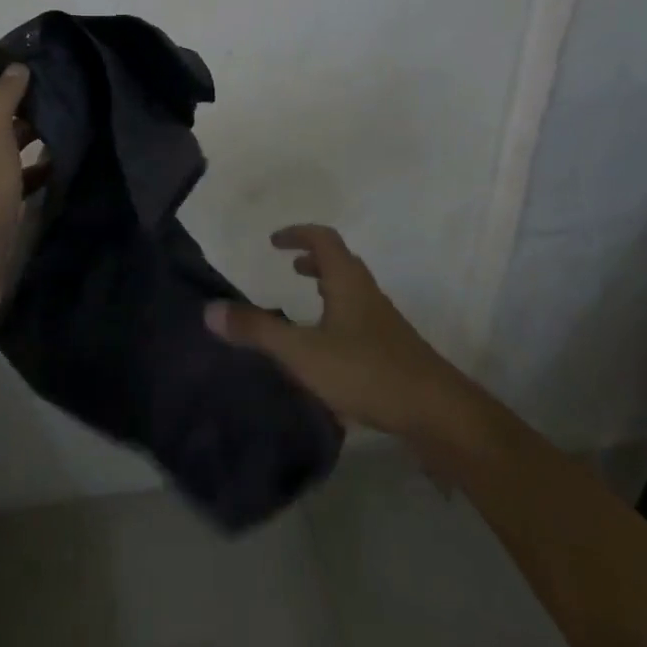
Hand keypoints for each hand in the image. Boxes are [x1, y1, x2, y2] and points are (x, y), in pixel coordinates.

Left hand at [0, 50, 44, 333]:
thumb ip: (1, 97)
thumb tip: (14, 68)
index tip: (32, 60)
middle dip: (18, 89)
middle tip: (58, 87)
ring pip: (1, 132)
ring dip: (29, 124)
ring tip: (67, 118)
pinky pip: (12, 166)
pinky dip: (33, 160)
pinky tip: (60, 159)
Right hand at [205, 225, 465, 439]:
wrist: (436, 412)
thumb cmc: (366, 371)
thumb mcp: (302, 352)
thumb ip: (257, 331)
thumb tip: (210, 309)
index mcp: (347, 281)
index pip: (323, 239)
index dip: (298, 233)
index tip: (274, 241)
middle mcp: (367, 293)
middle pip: (341, 262)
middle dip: (313, 259)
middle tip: (289, 267)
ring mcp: (384, 322)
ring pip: (352, 291)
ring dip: (328, 286)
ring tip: (306, 302)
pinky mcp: (393, 350)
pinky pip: (360, 317)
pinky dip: (338, 316)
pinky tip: (328, 350)